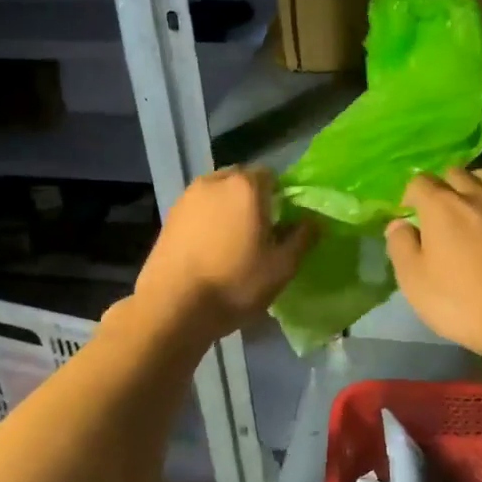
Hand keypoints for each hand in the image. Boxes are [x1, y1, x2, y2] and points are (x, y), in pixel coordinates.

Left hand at [133, 166, 314, 338]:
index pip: (271, 175)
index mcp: (246, 187)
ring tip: (232, 242)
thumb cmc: (235, 284)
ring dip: (227, 209)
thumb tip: (313, 221)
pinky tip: (209, 250)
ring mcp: (187, 198)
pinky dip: (207, 221)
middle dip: (252, 199)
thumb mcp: (281, 267)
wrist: (173, 306)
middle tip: (260, 231)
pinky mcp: (169, 216)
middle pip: (241, 181)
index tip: (283, 222)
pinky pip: (198, 210)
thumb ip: (302, 238)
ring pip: (217, 194)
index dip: (280, 196)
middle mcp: (214, 182)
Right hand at [385, 169, 481, 358]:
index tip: (408, 217)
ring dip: (473, 183)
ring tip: (469, 205)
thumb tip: (398, 224)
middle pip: (454, 173)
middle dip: (441, 186)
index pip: (419, 182)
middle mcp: (475, 195)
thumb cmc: (459, 301)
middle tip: (436, 213)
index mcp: (441, 206)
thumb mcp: (413, 279)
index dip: (409, 197)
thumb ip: (401, 245)